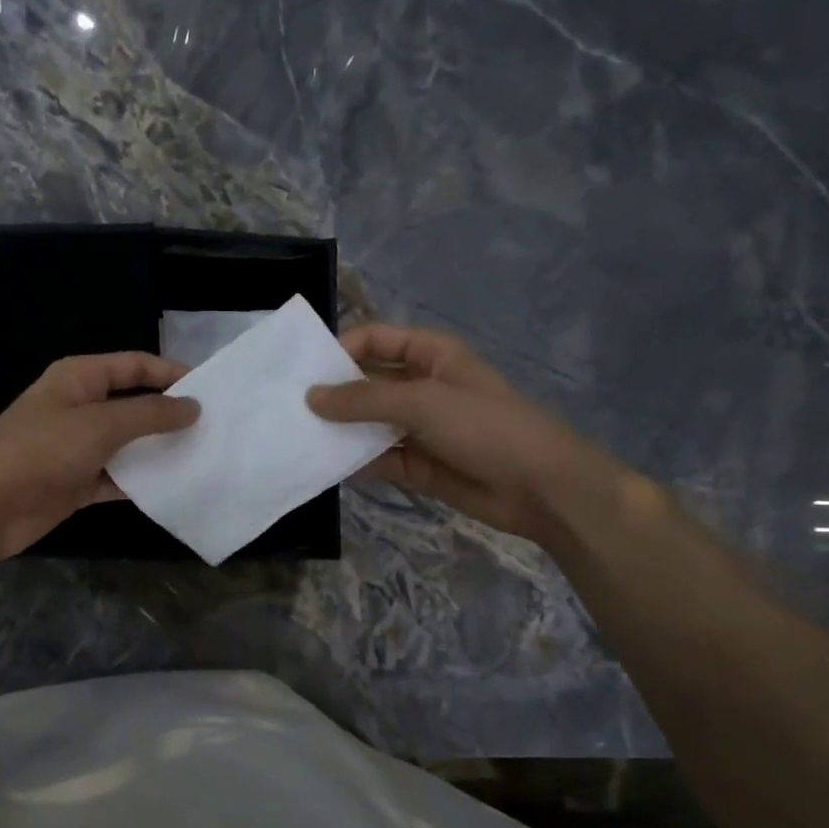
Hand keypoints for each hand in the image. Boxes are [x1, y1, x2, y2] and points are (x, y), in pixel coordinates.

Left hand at [0, 352, 198, 562]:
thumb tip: (192, 406)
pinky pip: (116, 478)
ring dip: (157, 452)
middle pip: (133, 405)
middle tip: (213, 428)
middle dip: (168, 415)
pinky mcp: (76, 483)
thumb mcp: (100, 424)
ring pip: (127, 444)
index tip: (209, 390)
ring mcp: (76, 448)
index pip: (134, 366)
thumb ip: (149, 414)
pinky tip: (172, 489)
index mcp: (79, 378)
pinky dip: (139, 483)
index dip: (170, 373)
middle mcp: (79, 407)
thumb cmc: (41, 451)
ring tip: (202, 458)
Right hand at [307, 323, 620, 544]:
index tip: (304, 373)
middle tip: (288, 408)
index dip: (340, 350)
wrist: (540, 488)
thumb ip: (363, 399)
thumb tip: (311, 397)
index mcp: (430, 355)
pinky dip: (354, 461)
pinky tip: (325, 466)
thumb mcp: (422, 402)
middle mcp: (420, 386)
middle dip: (332, 394)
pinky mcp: (416, 464)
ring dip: (339, 430)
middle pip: (366, 382)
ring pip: (368, 423)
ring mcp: (418, 427)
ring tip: (296, 438)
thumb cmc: (485, 427)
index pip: (374, 339)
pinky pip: (377, 457)